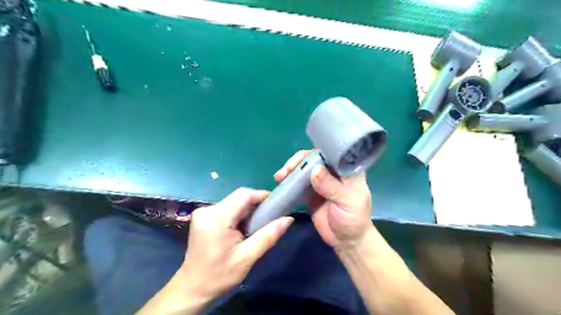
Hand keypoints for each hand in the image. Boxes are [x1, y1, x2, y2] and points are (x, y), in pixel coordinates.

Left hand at [181, 188, 293, 301]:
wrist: (192, 288)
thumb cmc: (219, 276)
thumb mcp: (247, 257)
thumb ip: (268, 236)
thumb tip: (288, 219)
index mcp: (216, 218)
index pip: (243, 195)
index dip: (261, 195)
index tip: (276, 204)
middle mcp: (208, 210)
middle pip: (238, 197)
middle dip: (255, 205)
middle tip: (269, 218)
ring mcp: (204, 212)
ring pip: (234, 202)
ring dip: (248, 210)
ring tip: (258, 225)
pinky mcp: (204, 216)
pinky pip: (227, 208)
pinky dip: (239, 214)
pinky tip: (244, 228)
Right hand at [275, 150, 370, 249]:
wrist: (346, 241)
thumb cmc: (353, 219)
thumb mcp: (348, 202)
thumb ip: (332, 186)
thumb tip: (314, 170)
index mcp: (347, 170)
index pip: (331, 153)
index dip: (315, 153)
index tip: (301, 160)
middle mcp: (333, 172)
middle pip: (314, 159)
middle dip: (299, 161)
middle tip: (287, 170)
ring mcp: (321, 181)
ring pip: (305, 169)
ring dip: (292, 170)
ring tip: (280, 176)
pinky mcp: (311, 191)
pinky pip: (299, 182)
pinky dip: (290, 180)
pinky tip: (281, 182)